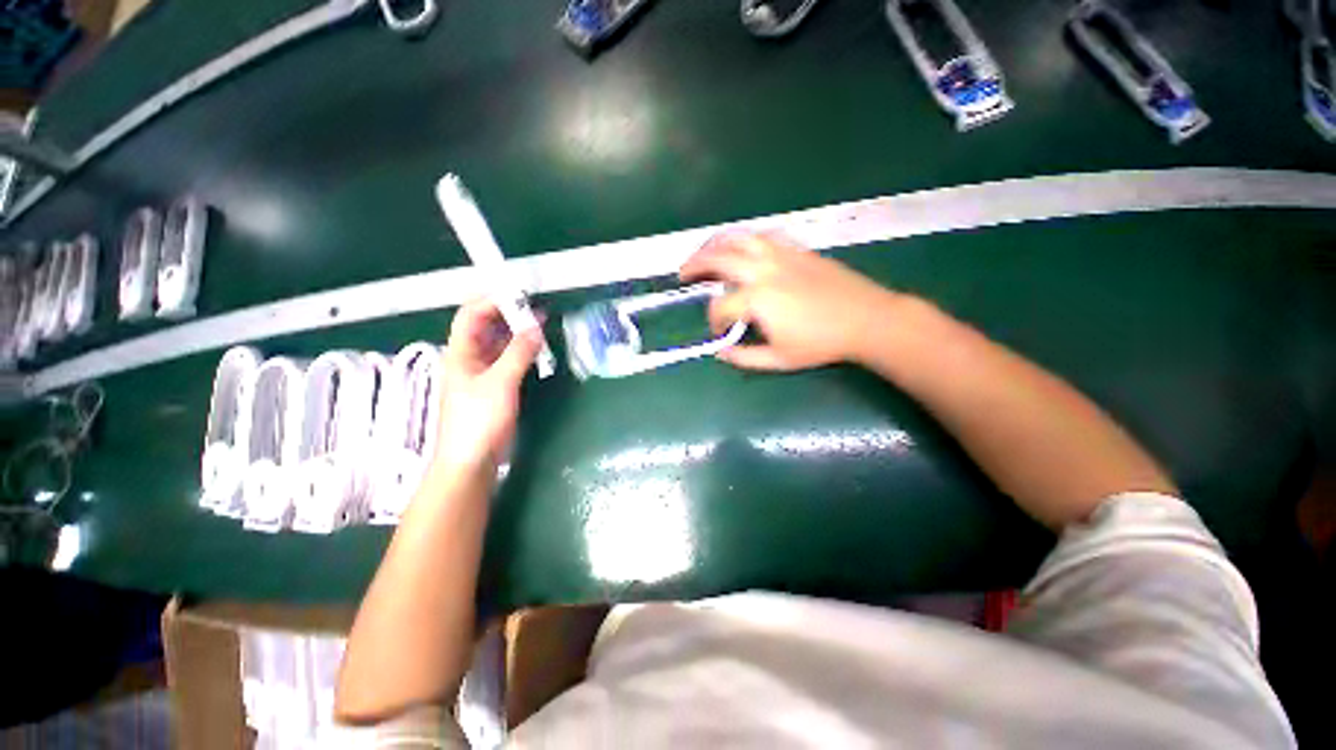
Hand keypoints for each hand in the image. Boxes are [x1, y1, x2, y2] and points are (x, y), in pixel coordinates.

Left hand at [434, 300, 542, 472]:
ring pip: (498, 342)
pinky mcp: (494, 385)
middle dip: (508, 314)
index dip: (492, 300)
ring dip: (517, 332)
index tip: (519, 294)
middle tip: (535, 307)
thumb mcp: (500, 383)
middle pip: (485, 326)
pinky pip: (507, 358)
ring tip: (540, 323)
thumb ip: (518, 353)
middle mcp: (469, 357)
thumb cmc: (479, 419)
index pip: (471, 314)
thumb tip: (536, 327)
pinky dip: (521, 350)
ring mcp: (481, 372)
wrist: (471, 460)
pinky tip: (536, 347)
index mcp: (460, 352)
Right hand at [680, 231, 900, 370]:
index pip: (720, 307)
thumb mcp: (779, 360)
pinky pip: (762, 236)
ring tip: (704, 252)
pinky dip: (744, 239)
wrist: (866, 318)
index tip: (719, 331)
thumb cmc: (821, 343)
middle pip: (718, 258)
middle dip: (695, 265)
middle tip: (683, 273)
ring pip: (738, 237)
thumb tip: (720, 353)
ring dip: (715, 243)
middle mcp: (762, 270)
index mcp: (756, 299)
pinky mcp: (795, 249)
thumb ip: (744, 357)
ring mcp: (780, 255)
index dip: (713, 321)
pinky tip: (741, 247)